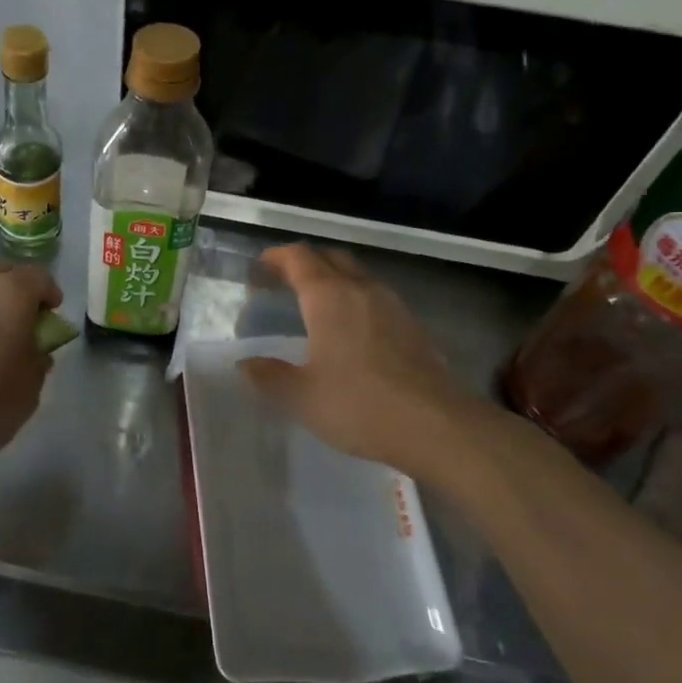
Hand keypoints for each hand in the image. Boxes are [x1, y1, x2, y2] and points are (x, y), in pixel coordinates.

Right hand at [239, 245, 467, 479]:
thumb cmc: (359, 405)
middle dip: (305, 263)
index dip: (276, 257)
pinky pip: (376, 297)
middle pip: (330, 257)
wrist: (436, 425)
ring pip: (357, 275)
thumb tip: (246, 364)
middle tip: (284, 282)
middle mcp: (361, 289)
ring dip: (333, 280)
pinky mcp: (413, 325)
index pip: (298, 257)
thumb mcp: (301, 396)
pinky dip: (356, 300)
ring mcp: (392, 304)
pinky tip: (352, 332)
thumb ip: (269, 376)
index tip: (260, 269)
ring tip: (316, 306)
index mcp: (328, 297)